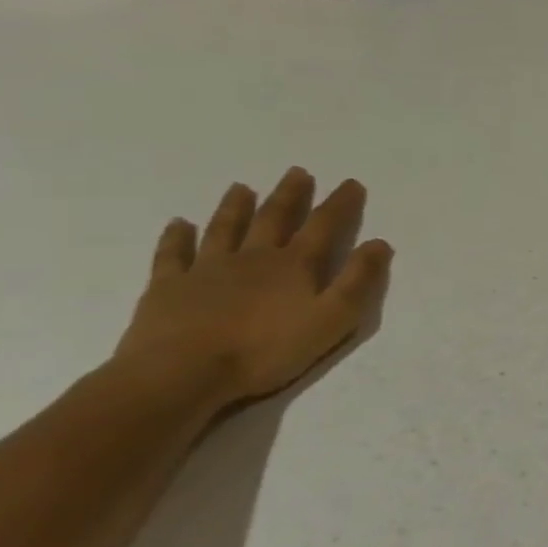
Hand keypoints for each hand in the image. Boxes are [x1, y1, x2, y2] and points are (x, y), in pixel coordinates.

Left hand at [113, 168, 392, 407]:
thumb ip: (358, 280)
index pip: (324, 226)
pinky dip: (176, 237)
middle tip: (297, 172)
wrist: (182, 374)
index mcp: (294, 265)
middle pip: (274, 219)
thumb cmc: (266, 350)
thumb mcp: (333, 319)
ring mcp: (206, 270)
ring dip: (235, 207)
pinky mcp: (168, 288)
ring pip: (225, 229)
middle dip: (290, 195)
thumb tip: (379, 243)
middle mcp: (253, 258)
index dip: (340, 204)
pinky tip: (178, 224)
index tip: (351, 183)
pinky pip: (172, 255)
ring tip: (241, 187)